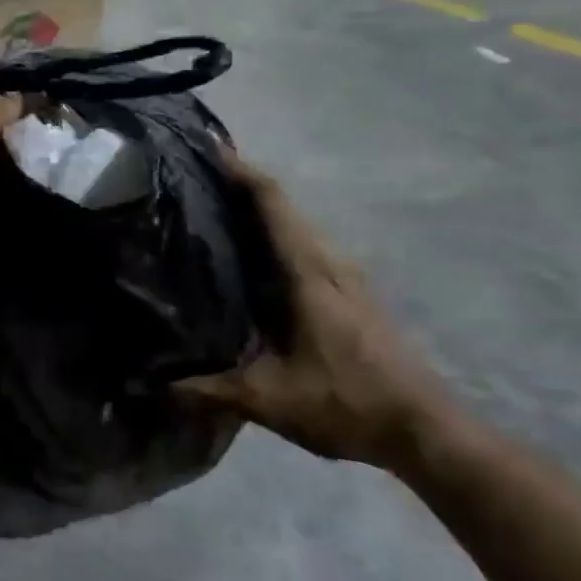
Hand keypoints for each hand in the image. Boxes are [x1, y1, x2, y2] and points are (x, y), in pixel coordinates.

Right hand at [176, 152, 451, 468]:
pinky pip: (307, 246)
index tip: (209, 148)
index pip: (275, 205)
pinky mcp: (353, 295)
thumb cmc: (347, 404)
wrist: (427, 432)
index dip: (243, 173)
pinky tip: (251, 256)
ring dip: (262, 209)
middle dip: (244, 185)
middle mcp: (331, 264)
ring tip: (215, 209)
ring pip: (298, 226)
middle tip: (195, 178)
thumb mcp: (268, 399)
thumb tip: (153, 384)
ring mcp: (347, 279)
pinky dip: (276, 234)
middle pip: (286, 207)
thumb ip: (209, 389)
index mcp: (310, 275)